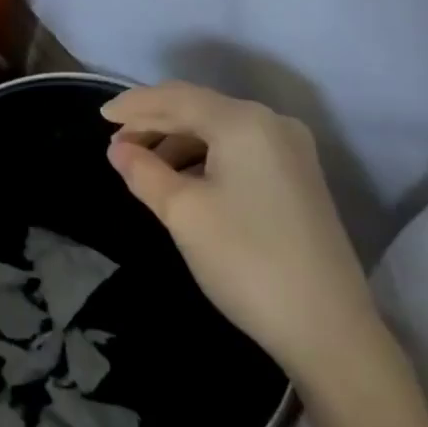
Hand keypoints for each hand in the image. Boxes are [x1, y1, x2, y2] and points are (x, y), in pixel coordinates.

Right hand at [102, 82, 382, 387]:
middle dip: (154, 122)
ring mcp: (290, 150)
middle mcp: (271, 123)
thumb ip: (143, 171)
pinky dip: (204, 156)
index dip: (134, 106)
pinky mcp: (297, 177)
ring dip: (177, 141)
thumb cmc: (245, 260)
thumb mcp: (182, 212)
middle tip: (116, 144)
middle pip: (199, 108)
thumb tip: (118, 149)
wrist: (328, 328)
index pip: (176, 98)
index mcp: (243, 122)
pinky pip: (238, 149)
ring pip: (218, 130)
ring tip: (143, 166)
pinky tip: (182, 179)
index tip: (100, 117)